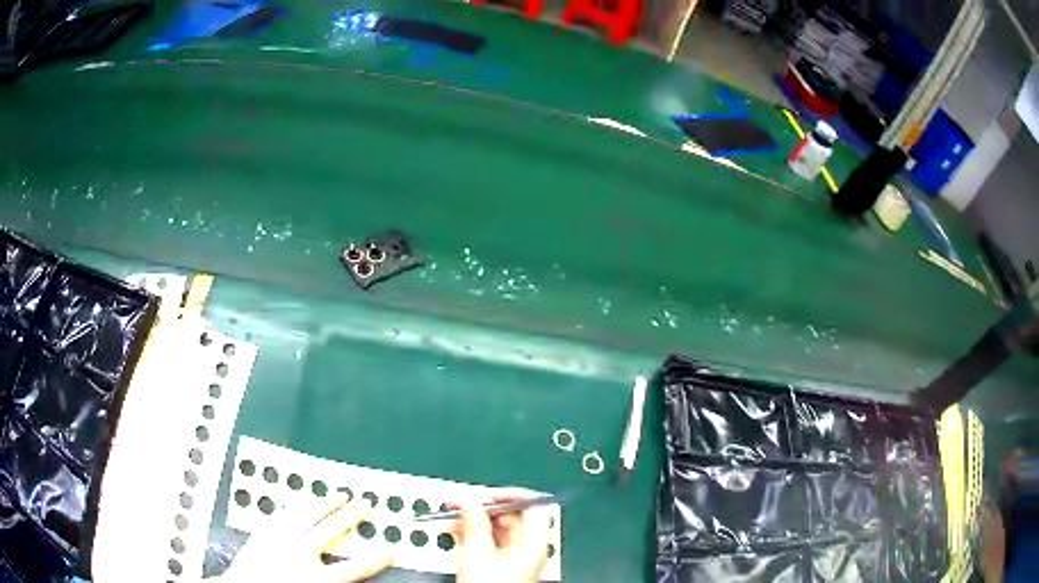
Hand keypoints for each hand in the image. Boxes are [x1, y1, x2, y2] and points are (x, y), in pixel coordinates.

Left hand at [221, 495, 392, 582]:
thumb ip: (330, 578)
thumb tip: (347, 575)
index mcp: (313, 578)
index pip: (353, 569)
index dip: (374, 559)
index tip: (390, 549)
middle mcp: (297, 555)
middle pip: (329, 532)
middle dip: (350, 517)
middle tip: (365, 505)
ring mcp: (277, 541)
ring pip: (305, 516)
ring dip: (324, 504)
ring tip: (339, 495)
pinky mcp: (261, 534)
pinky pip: (281, 515)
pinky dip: (295, 506)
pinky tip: (303, 501)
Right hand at [453, 491, 552, 582]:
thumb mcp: (478, 551)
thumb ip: (475, 522)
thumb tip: (471, 500)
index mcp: (535, 542)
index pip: (533, 505)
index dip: (511, 495)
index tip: (489, 493)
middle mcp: (530, 549)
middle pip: (511, 517)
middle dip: (482, 509)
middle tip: (462, 504)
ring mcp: (516, 559)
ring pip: (496, 530)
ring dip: (473, 522)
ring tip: (452, 518)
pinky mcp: (503, 567)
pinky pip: (489, 543)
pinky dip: (473, 536)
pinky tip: (456, 533)